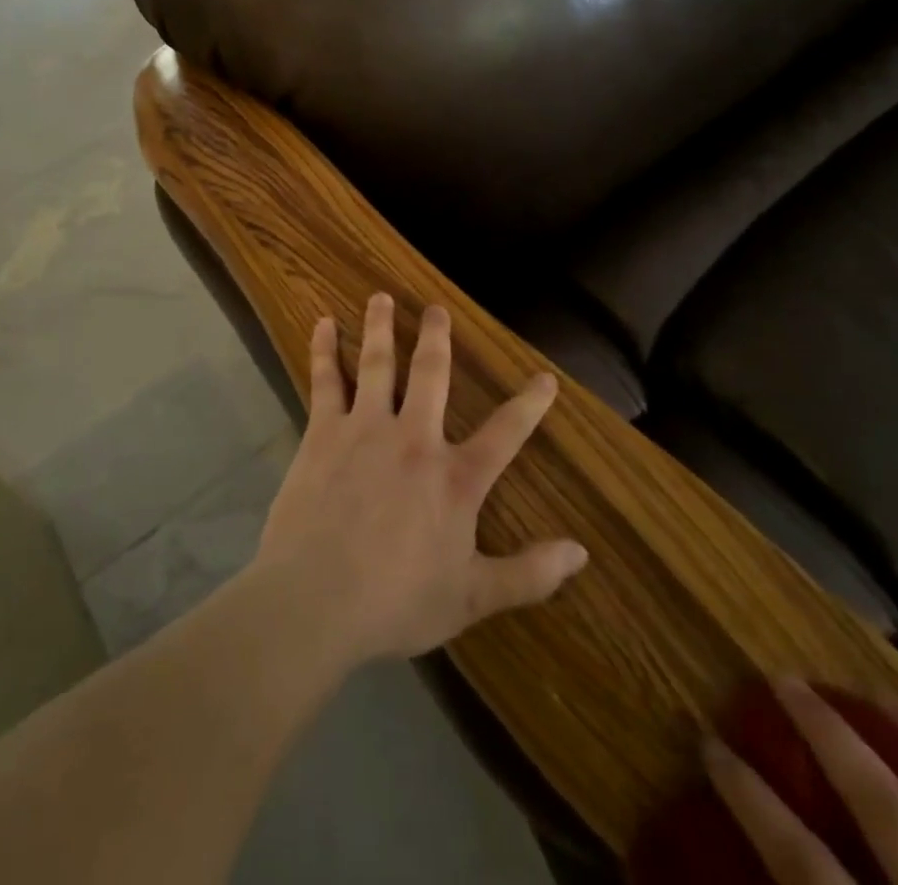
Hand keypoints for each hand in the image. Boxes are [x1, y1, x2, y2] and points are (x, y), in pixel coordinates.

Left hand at [252, 293, 589, 667]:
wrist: (316, 598)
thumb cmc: (396, 601)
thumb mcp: (472, 598)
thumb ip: (528, 574)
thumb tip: (581, 553)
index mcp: (455, 478)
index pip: (506, 434)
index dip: (530, 405)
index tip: (545, 377)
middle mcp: (414, 439)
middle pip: (431, 375)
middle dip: (437, 338)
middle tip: (436, 307)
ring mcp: (365, 429)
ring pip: (377, 364)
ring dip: (380, 327)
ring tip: (380, 297)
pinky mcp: (323, 432)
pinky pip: (326, 380)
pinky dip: (325, 350)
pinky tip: (323, 324)